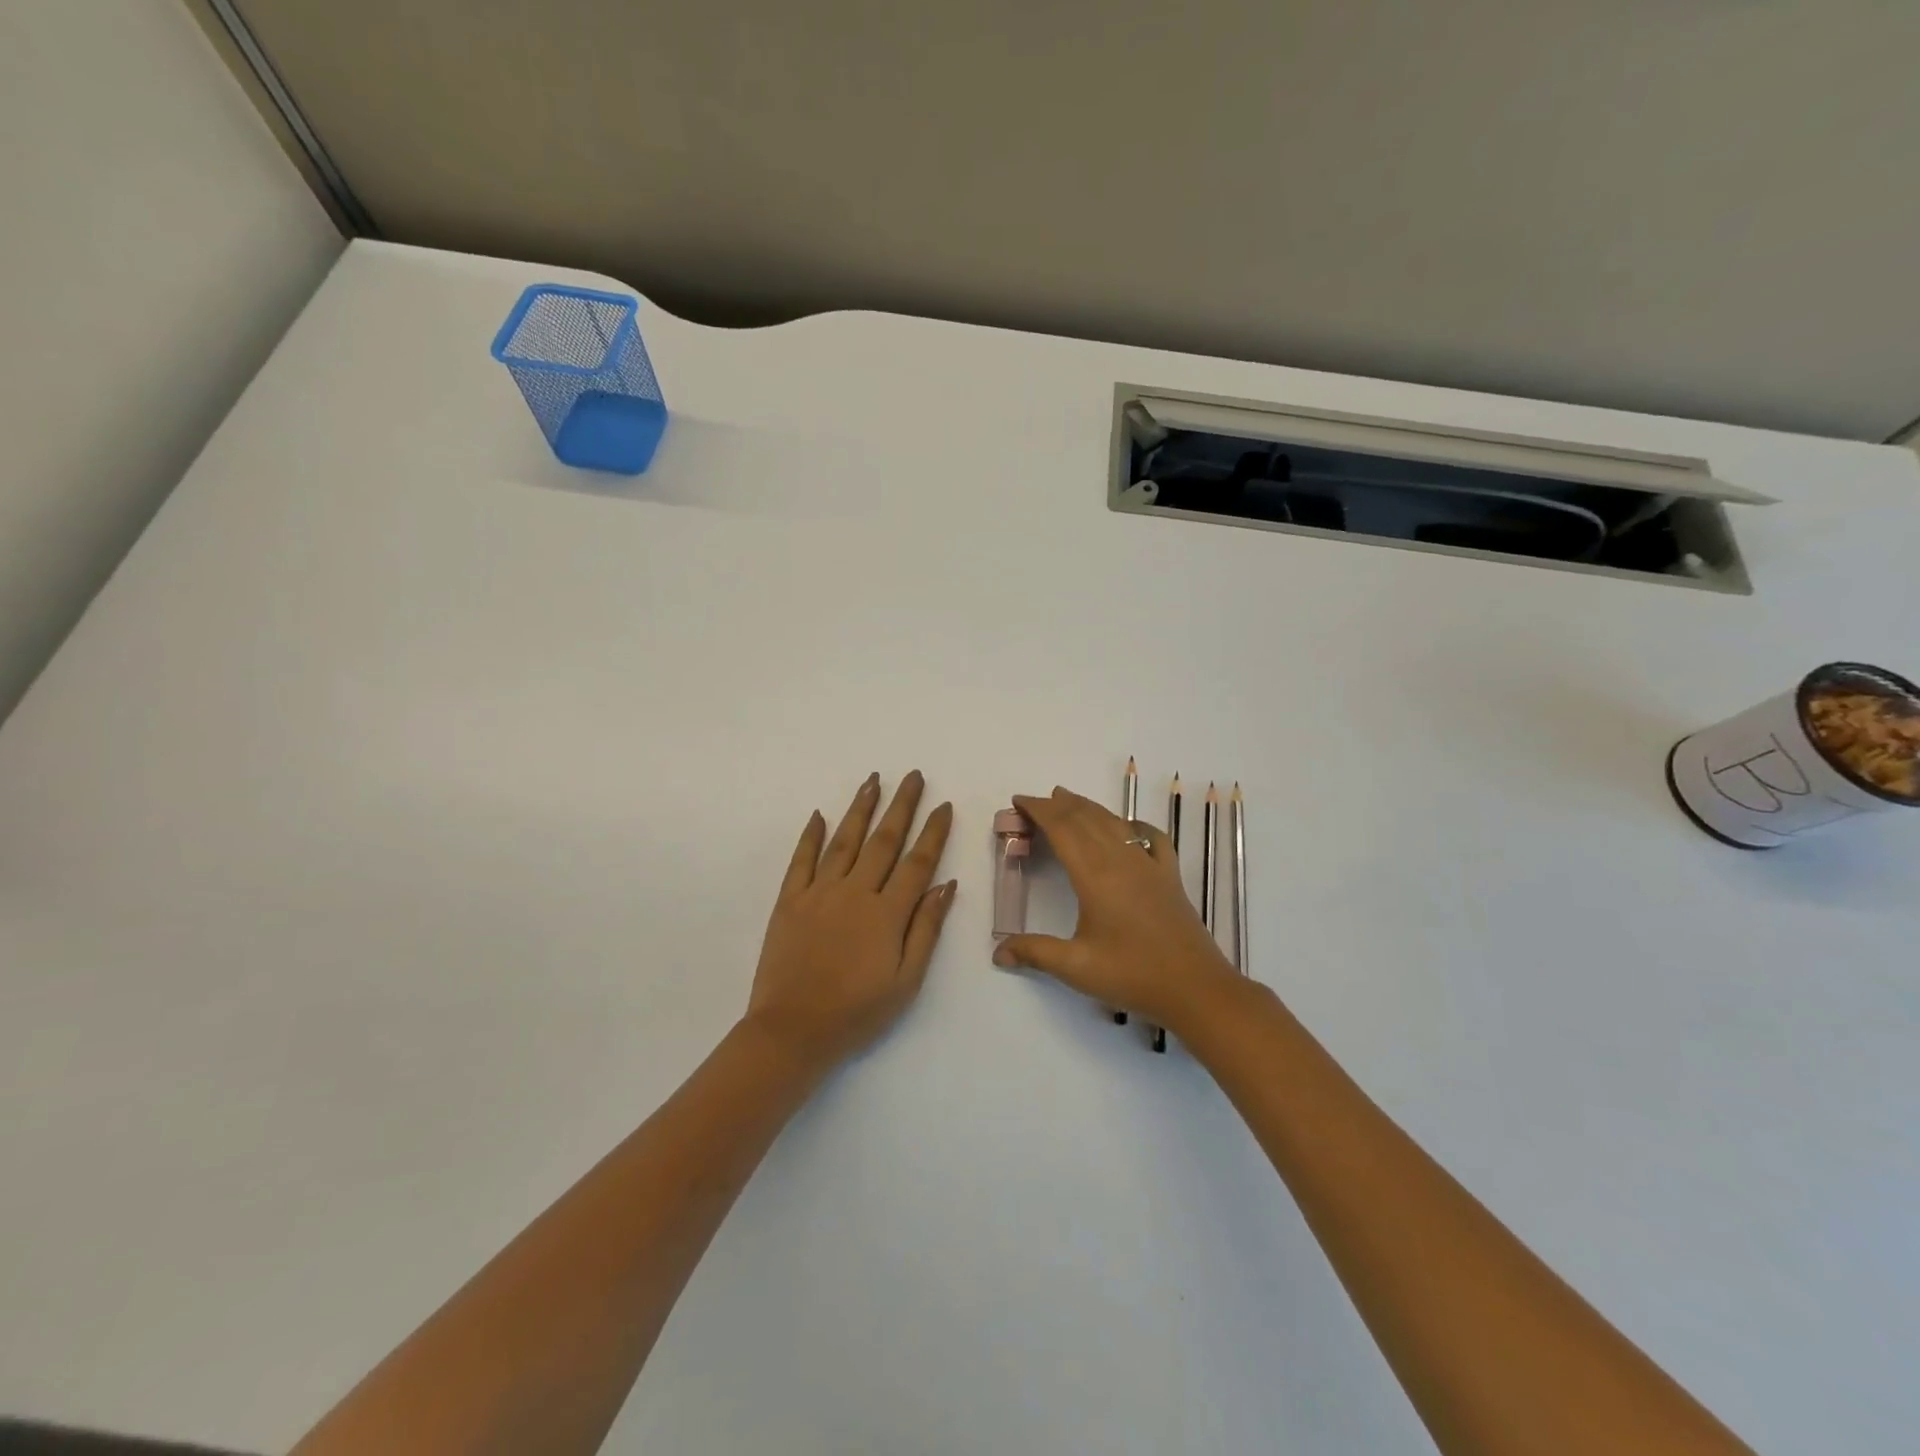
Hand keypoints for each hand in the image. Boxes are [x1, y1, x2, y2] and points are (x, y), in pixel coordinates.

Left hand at [744, 772, 955, 1068]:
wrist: (792, 1031)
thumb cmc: (857, 1013)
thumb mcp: (906, 982)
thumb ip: (926, 929)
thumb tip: (946, 885)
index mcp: (887, 913)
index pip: (917, 862)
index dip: (933, 832)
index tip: (944, 805)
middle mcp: (855, 892)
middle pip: (884, 840)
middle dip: (902, 805)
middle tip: (914, 775)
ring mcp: (819, 893)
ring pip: (845, 840)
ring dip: (861, 808)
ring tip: (874, 780)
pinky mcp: (789, 901)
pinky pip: (801, 860)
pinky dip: (811, 835)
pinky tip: (820, 814)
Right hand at [992, 786, 1240, 1032]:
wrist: (1195, 988)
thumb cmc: (1132, 975)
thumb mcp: (1076, 967)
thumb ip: (1035, 953)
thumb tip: (998, 952)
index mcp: (1094, 875)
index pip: (1061, 829)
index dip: (1039, 810)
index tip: (1018, 801)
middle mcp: (1120, 860)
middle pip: (1085, 818)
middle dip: (1057, 805)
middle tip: (1034, 801)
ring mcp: (1149, 865)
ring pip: (1114, 822)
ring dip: (1088, 807)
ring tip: (1067, 799)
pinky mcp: (1169, 876)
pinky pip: (1151, 837)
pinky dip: (1133, 824)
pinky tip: (1128, 826)